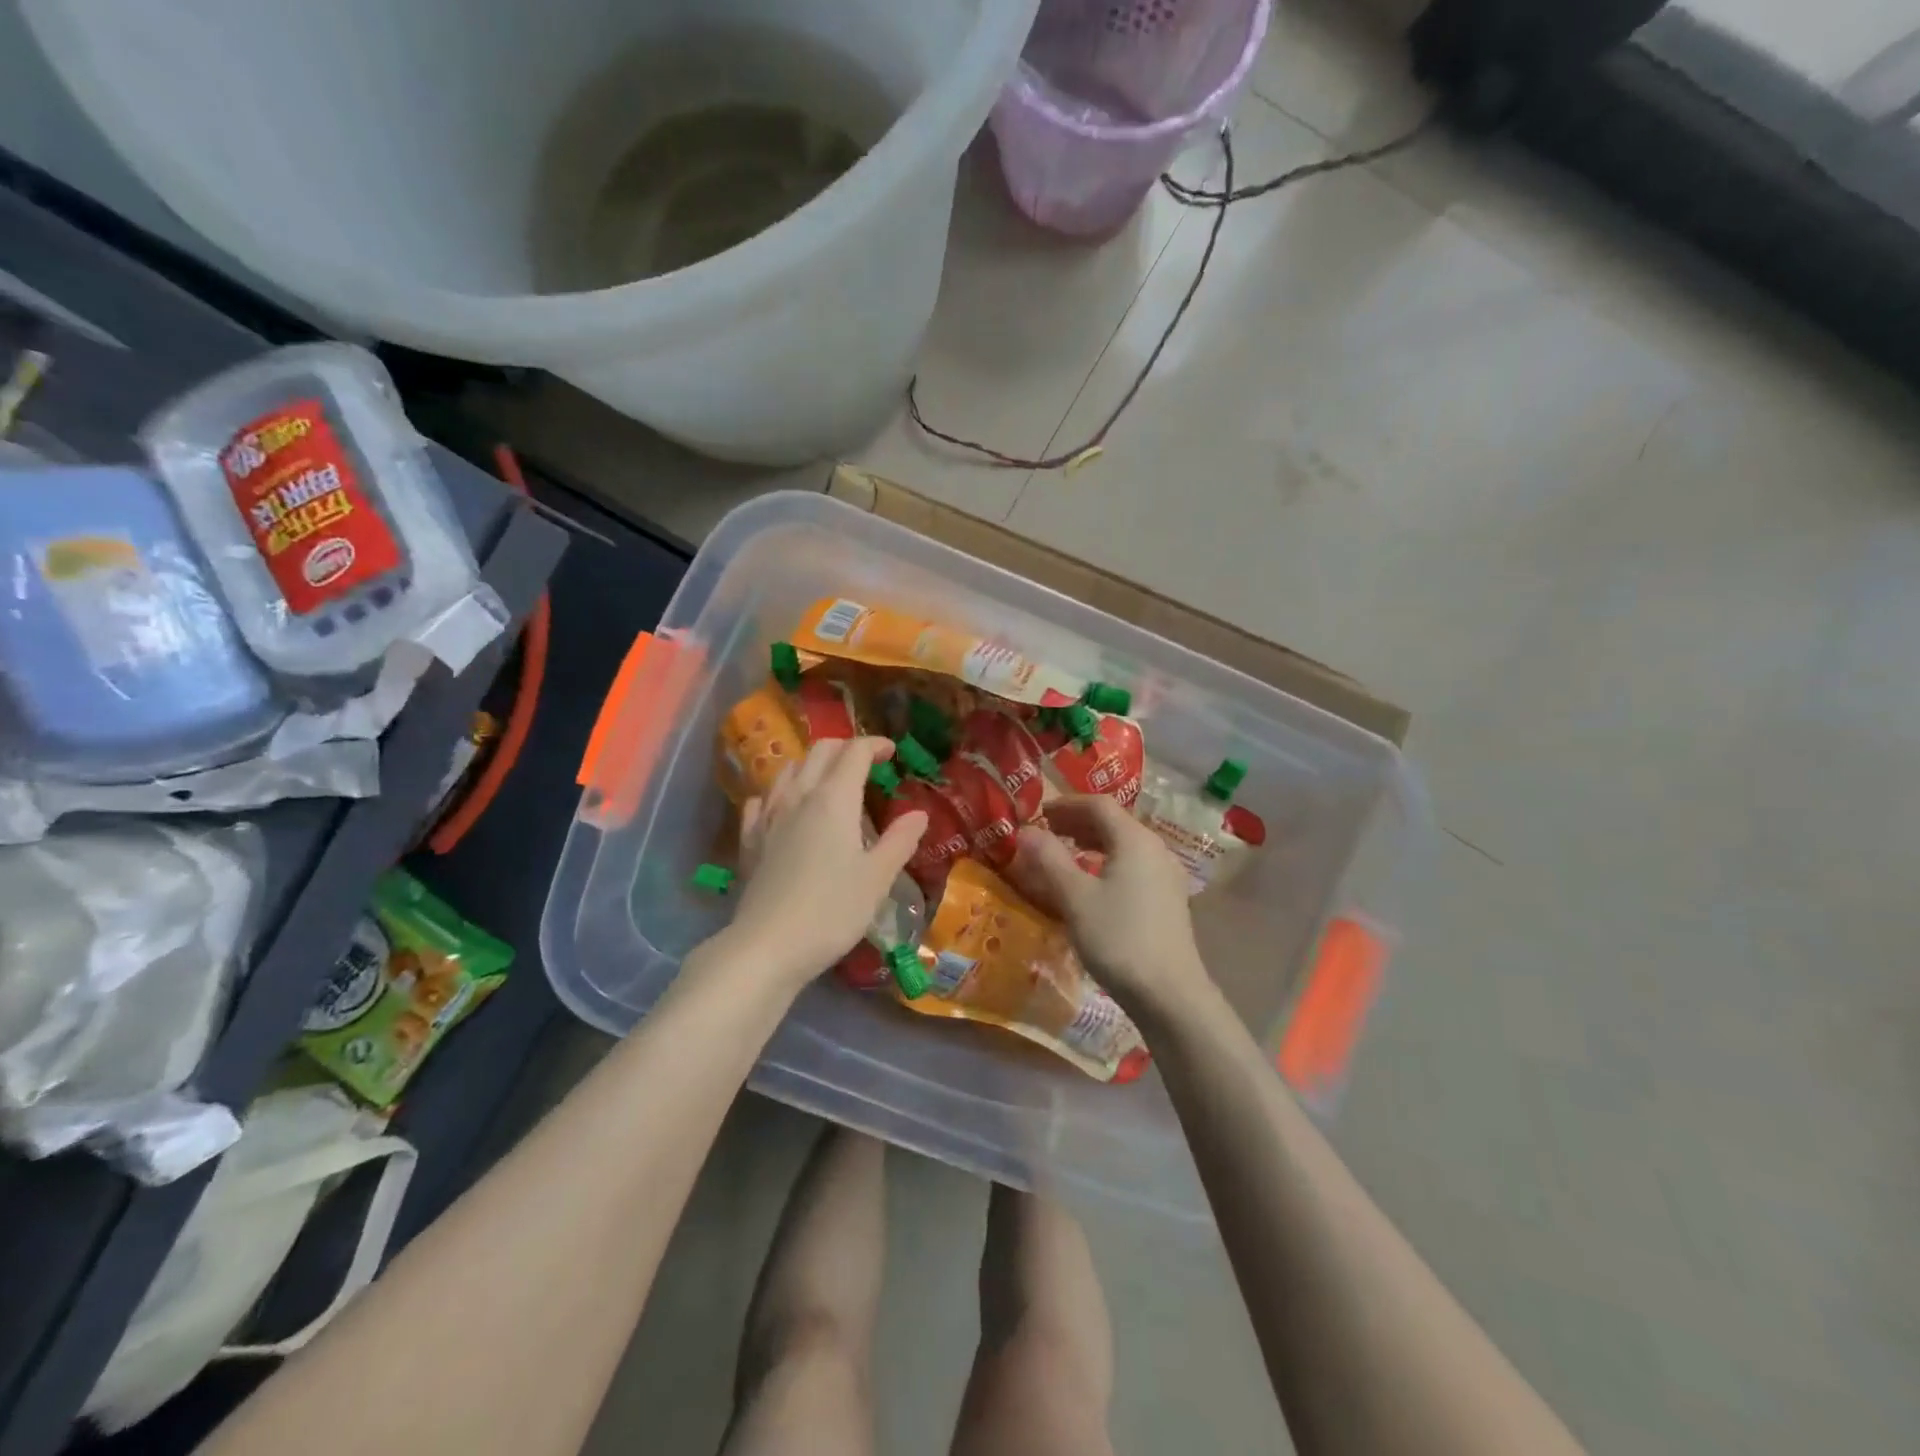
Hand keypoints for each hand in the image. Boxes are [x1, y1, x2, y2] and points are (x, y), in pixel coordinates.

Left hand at [728, 737, 927, 989]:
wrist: (767, 946)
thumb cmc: (832, 911)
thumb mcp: (877, 878)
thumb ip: (899, 841)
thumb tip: (919, 814)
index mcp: (834, 799)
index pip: (854, 752)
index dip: (875, 744)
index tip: (891, 751)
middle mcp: (799, 796)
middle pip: (820, 751)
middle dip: (845, 747)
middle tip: (866, 763)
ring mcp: (768, 816)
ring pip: (788, 769)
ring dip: (812, 764)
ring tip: (829, 781)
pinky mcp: (750, 839)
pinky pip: (762, 799)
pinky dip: (780, 792)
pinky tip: (785, 808)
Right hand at [1010, 796, 1212, 1021]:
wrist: (1169, 994)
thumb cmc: (1118, 938)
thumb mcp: (1075, 897)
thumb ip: (1049, 859)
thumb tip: (1025, 830)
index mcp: (1135, 839)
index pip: (1099, 804)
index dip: (1065, 804)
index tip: (1037, 812)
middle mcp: (1155, 849)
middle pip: (1114, 822)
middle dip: (1077, 821)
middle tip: (1046, 831)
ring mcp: (1166, 875)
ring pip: (1124, 845)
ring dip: (1092, 842)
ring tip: (1063, 853)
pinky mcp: (1168, 899)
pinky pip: (1133, 865)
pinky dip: (1107, 862)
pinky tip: (1091, 883)